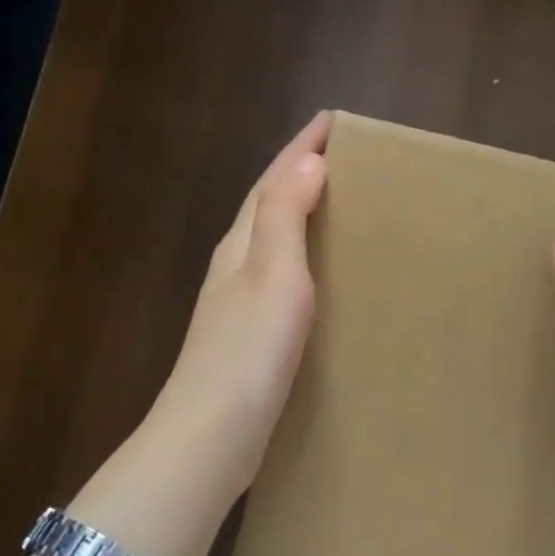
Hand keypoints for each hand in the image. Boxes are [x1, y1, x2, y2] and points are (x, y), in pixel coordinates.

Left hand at [142, 112, 330, 489]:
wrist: (210, 436)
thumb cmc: (248, 351)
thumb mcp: (273, 275)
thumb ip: (286, 217)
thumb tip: (307, 161)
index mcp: (242, 244)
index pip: (273, 180)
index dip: (302, 147)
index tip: (333, 120)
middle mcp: (235, 264)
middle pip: (268, 202)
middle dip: (301, 171)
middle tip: (344, 155)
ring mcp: (237, 300)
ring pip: (273, 238)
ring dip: (301, 211)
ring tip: (340, 202)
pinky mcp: (249, 333)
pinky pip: (281, 273)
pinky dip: (303, 255)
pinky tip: (321, 273)